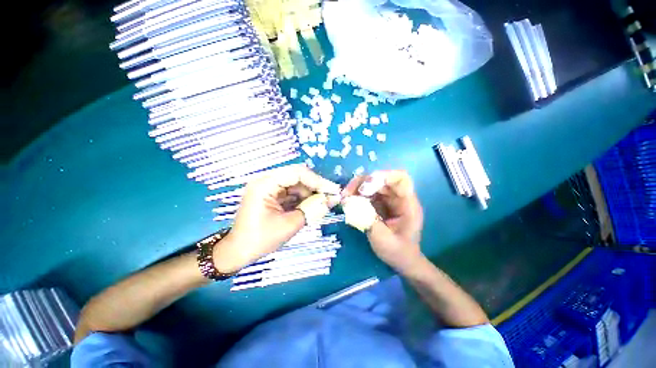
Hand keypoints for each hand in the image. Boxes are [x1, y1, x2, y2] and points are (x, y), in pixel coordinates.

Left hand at [213, 165, 339, 272]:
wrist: (238, 252)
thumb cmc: (261, 240)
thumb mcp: (290, 224)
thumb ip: (313, 209)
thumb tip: (333, 199)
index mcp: (265, 184)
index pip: (297, 173)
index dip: (318, 181)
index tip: (333, 191)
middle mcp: (266, 180)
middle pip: (297, 176)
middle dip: (316, 186)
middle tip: (331, 196)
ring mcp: (268, 187)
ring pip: (296, 184)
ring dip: (310, 193)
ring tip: (324, 203)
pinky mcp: (271, 194)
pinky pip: (292, 191)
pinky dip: (303, 198)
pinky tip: (312, 205)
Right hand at [343, 170, 423, 270]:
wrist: (403, 261)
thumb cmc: (398, 252)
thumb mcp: (382, 239)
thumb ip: (366, 219)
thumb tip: (348, 202)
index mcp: (407, 204)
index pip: (400, 178)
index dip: (382, 176)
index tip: (363, 189)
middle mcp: (398, 197)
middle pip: (381, 179)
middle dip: (362, 183)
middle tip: (346, 194)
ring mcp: (389, 199)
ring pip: (372, 184)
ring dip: (357, 188)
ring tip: (345, 198)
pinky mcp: (381, 203)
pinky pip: (368, 193)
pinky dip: (357, 195)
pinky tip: (349, 202)